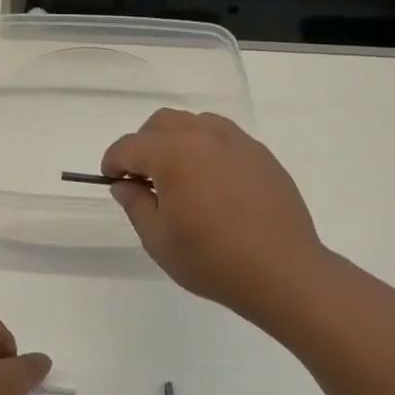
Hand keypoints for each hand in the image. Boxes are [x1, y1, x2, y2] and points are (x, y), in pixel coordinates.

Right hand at [103, 109, 329, 327]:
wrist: (283, 272)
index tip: (110, 180)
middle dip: (144, 144)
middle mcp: (205, 136)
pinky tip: (212, 185)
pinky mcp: (262, 156)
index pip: (130, 146)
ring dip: (177, 141)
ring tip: (179, 177)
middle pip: (162, 123)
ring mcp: (238, 143)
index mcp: (174, 153)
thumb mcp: (158, 239)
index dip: (113, 162)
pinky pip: (224, 139)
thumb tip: (125, 185)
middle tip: (142, 178)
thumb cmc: (211, 259)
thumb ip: (135, 204)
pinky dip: (207, 150)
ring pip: (196, 124)